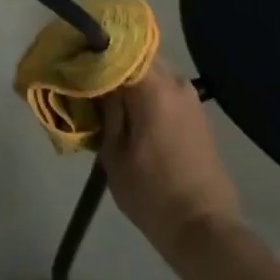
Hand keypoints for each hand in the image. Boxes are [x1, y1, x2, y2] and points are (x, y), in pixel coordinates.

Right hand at [99, 63, 241, 264]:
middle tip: (88, 83)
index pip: (116, 50)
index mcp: (151, 85)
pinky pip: (165, 89)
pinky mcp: (196, 112)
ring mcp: (189, 95)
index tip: (74, 63)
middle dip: (111, 66)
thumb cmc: (152, 193)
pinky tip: (132, 114)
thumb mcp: (114, 154)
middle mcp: (174, 80)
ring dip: (130, 81)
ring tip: (107, 101)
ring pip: (150, 72)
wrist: (204, 228)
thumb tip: (95, 84)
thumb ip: (104, 111)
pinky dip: (147, 94)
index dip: (92, 54)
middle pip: (135, 57)